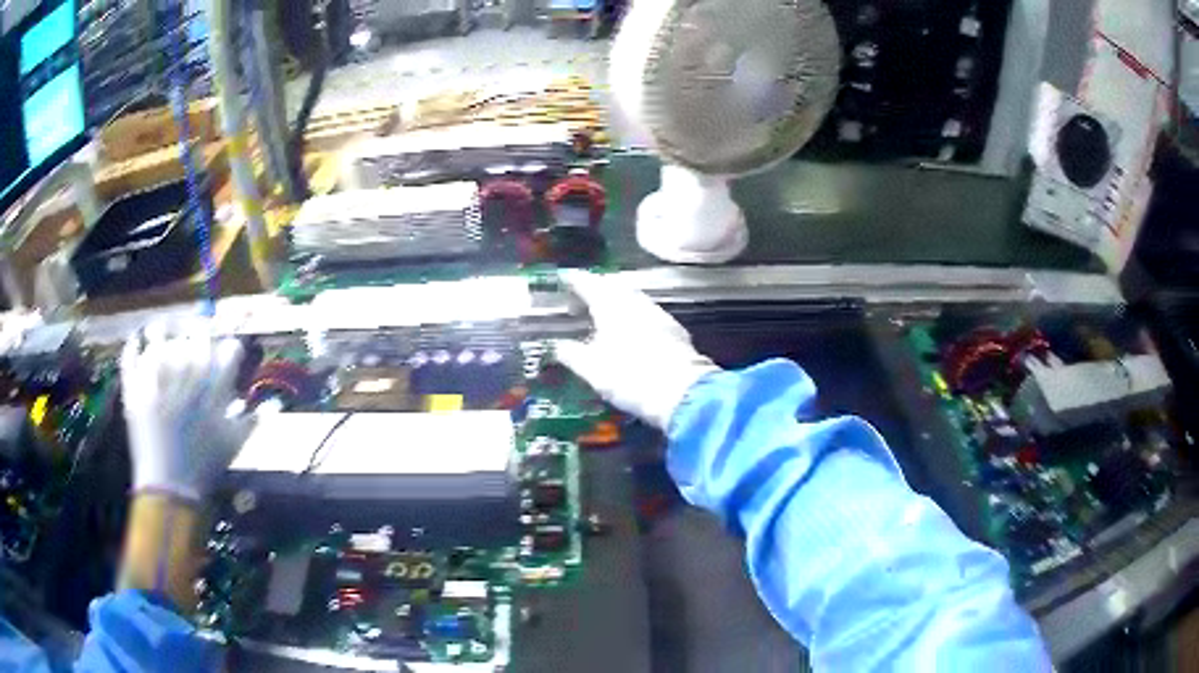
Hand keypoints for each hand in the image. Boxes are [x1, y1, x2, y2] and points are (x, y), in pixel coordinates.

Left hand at [121, 322, 250, 502]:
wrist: (171, 489)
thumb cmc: (204, 467)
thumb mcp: (233, 445)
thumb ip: (252, 420)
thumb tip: (274, 403)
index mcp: (212, 392)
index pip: (228, 352)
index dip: (231, 348)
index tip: (229, 351)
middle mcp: (185, 381)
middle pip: (195, 339)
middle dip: (199, 332)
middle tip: (197, 333)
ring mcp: (158, 383)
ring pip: (160, 339)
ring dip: (162, 330)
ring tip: (163, 329)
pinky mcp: (137, 391)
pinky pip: (132, 358)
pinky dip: (132, 346)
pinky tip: (136, 341)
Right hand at [554, 271, 719, 429]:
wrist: (683, 394)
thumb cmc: (630, 377)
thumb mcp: (592, 370)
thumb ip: (572, 355)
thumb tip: (557, 346)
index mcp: (612, 305)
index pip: (590, 283)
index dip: (575, 279)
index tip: (564, 278)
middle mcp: (636, 303)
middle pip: (614, 287)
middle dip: (597, 289)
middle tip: (581, 298)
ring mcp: (659, 315)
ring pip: (634, 299)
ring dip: (617, 302)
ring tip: (603, 315)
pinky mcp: (675, 331)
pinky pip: (648, 314)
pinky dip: (634, 316)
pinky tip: (632, 332)